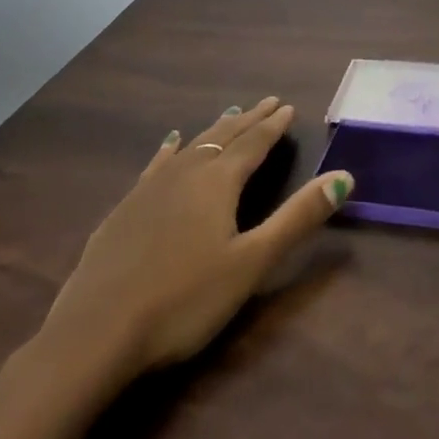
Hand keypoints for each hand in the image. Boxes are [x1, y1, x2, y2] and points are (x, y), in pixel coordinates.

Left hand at [33, 97, 350, 387]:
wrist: (94, 336)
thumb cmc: (184, 300)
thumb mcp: (252, 262)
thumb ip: (298, 218)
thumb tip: (344, 176)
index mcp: (218, 183)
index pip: (253, 144)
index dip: (273, 126)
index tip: (289, 106)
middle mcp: (184, 175)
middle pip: (222, 138)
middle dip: (248, 120)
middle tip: (267, 102)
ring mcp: (148, 191)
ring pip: (190, 147)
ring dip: (214, 130)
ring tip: (229, 113)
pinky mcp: (122, 212)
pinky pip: (155, 166)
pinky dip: (169, 150)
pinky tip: (169, 144)